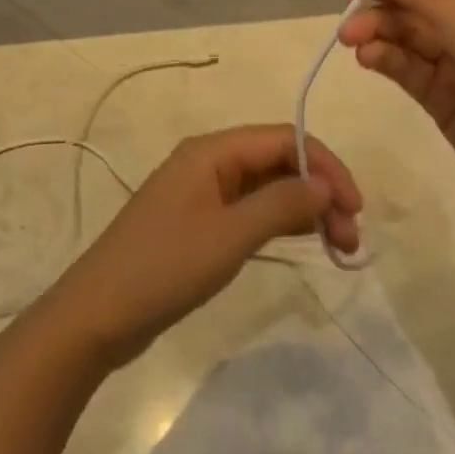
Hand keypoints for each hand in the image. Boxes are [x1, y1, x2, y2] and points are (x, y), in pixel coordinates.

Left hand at [46, 125, 362, 367]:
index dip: (325, 165)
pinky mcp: (199, 222)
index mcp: (212, 151)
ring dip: (303, 209)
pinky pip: (250, 210)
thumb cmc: (165, 268)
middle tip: (350, 238)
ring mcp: (202, 193)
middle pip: (277, 161)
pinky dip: (279, 223)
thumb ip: (281, 205)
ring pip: (266, 187)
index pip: (283, 139)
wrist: (99, 314)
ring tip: (339, 245)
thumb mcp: (230, 235)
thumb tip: (324, 184)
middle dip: (318, 191)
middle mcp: (208, 162)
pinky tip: (305, 242)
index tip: (356, 206)